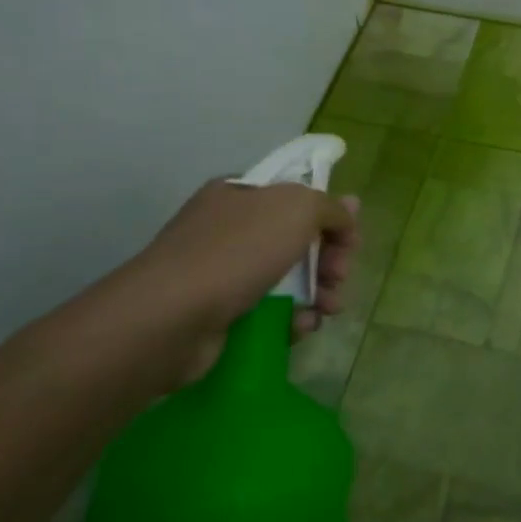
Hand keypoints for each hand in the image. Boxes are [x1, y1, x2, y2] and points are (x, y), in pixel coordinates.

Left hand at [116, 179, 359, 385]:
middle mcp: (230, 228)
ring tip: (330, 309)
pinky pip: (268, 313)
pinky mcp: (220, 316)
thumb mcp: (297, 209)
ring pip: (287, 279)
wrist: (170, 319)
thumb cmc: (237, 251)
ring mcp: (221, 273)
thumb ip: (330, 208)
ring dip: (317, 292)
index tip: (350, 240)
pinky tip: (301, 327)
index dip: (329, 216)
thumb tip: (349, 210)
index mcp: (242, 194)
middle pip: (298, 240)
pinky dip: (291, 319)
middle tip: (340, 276)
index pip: (297, 197)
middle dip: (329, 259)